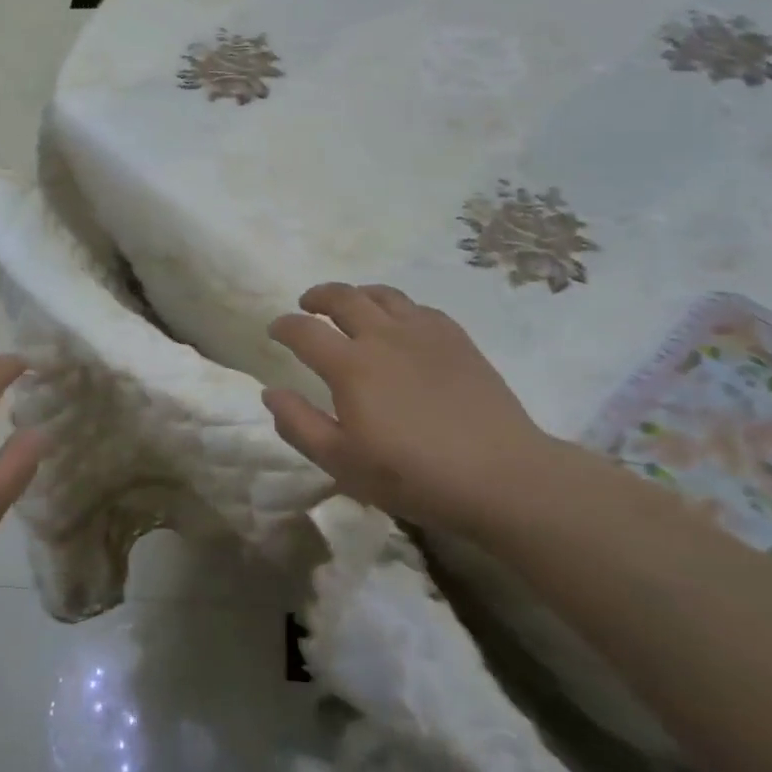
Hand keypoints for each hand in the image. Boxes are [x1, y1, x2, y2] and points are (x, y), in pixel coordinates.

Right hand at [262, 283, 555, 532]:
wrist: (500, 476)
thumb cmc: (412, 476)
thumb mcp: (342, 462)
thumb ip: (299, 424)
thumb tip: (271, 393)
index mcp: (350, 365)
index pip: (305, 330)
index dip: (284, 325)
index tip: (275, 329)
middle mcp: (383, 336)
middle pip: (343, 297)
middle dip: (318, 296)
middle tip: (308, 304)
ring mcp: (424, 333)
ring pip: (383, 295)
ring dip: (357, 294)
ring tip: (351, 306)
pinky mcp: (457, 339)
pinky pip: (419, 307)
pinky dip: (397, 308)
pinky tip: (400, 324)